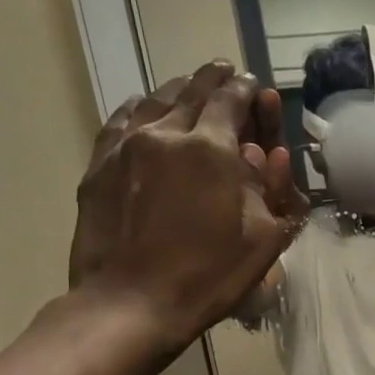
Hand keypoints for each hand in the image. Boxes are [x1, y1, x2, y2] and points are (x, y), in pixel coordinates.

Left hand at [68, 61, 307, 359]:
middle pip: (193, 91)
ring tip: (191, 87)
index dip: (247, 89)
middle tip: (227, 73)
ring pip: (156, 99)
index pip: (232, 100)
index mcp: (212, 149)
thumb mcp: (265, 240)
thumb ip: (273, 191)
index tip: (254, 85)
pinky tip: (145, 109)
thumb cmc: (209, 276)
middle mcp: (167, 133)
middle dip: (215, 80)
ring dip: (179, 89)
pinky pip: (122, 120)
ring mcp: (127, 145)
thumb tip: (269, 155)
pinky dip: (141, 108)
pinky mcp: (100, 164)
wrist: (132, 302)